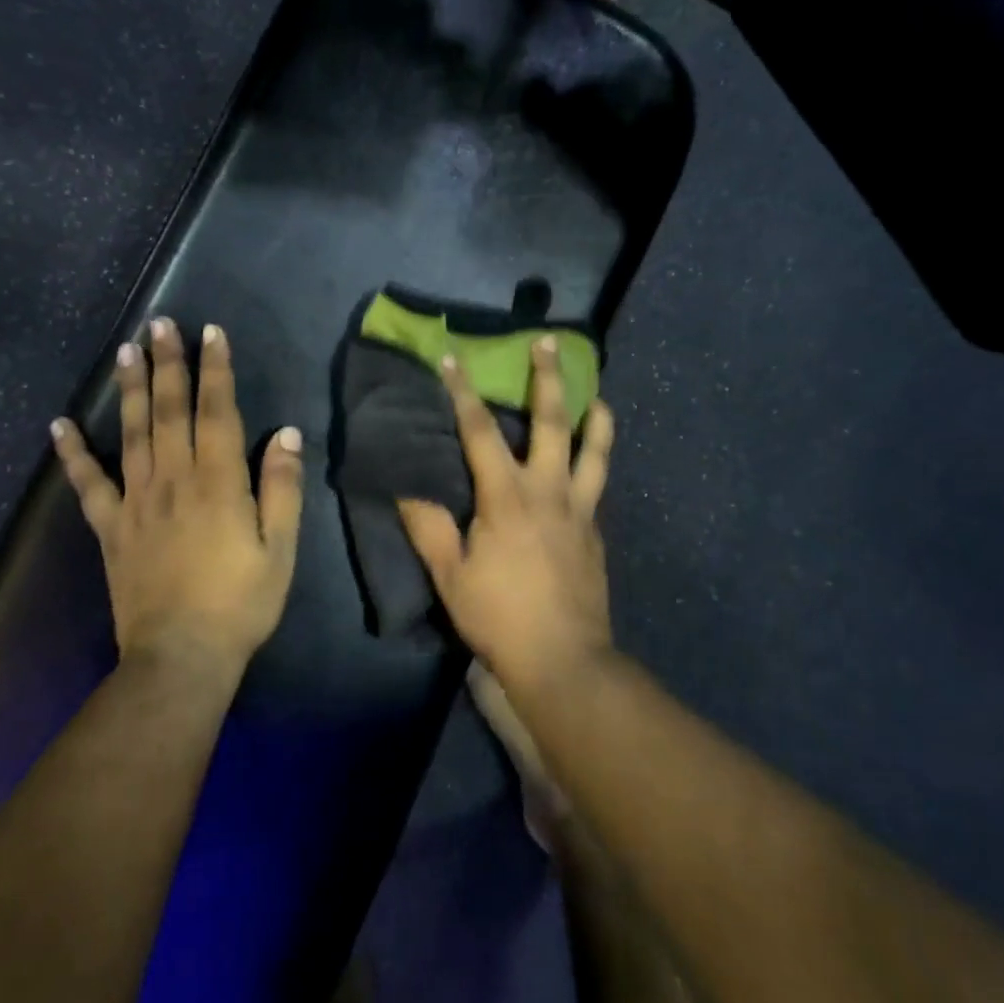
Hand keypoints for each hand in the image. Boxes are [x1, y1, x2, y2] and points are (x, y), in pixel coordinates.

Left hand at [52, 318, 303, 675]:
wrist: (181, 656)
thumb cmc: (241, 602)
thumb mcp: (280, 548)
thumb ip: (282, 488)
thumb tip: (287, 434)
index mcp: (219, 482)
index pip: (217, 412)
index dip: (215, 370)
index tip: (210, 332)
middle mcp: (175, 479)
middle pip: (169, 410)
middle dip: (168, 364)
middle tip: (161, 324)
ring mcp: (136, 502)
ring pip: (132, 433)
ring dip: (129, 389)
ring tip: (126, 351)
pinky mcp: (111, 528)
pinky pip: (89, 484)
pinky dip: (73, 453)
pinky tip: (60, 425)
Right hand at [398, 337, 615, 691]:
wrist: (563, 659)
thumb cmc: (499, 616)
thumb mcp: (450, 575)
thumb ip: (428, 528)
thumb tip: (405, 489)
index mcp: (506, 496)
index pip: (480, 431)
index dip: (463, 392)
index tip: (453, 358)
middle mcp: (548, 490)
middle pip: (552, 423)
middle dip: (548, 378)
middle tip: (550, 343)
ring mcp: (579, 510)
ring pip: (594, 451)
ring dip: (595, 417)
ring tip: (598, 394)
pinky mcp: (596, 531)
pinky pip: (597, 485)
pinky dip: (596, 462)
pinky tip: (591, 461)